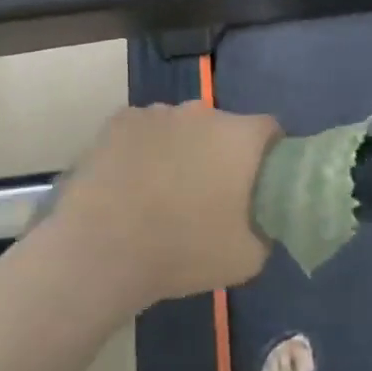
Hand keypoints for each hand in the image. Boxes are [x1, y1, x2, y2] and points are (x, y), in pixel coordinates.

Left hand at [50, 102, 281, 307]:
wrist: (101, 250)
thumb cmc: (183, 251)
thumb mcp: (248, 258)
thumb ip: (265, 229)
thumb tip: (261, 219)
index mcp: (241, 137)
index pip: (270, 131)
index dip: (269, 155)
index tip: (259, 184)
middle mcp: (203, 112)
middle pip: (223, 126)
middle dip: (221, 152)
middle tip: (210, 193)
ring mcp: (158, 112)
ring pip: (181, 126)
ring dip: (182, 148)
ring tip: (164, 190)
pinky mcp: (119, 121)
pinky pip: (145, 130)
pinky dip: (145, 148)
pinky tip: (133, 180)